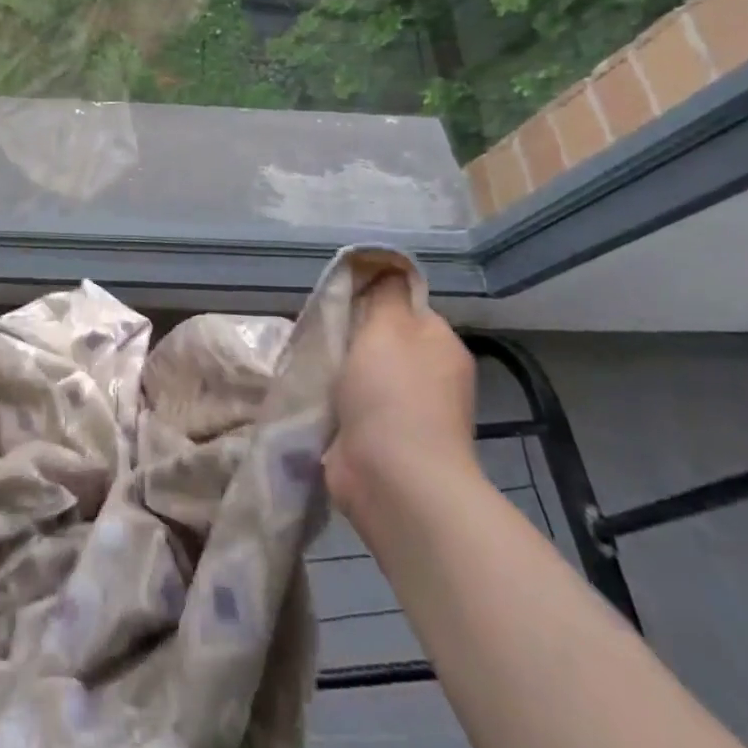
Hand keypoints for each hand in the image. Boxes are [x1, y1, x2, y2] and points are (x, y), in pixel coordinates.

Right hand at [324, 271, 478, 522]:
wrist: (393, 478)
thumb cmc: (392, 392)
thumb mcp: (386, 325)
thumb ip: (384, 293)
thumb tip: (385, 269)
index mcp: (440, 344)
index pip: (404, 305)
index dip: (370, 298)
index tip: (337, 300)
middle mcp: (431, 376)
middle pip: (381, 340)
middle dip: (348, 335)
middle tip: (317, 330)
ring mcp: (408, 413)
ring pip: (363, 373)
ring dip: (337, 370)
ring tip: (307, 361)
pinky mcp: (382, 442)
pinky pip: (352, 406)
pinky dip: (333, 402)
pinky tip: (310, 394)